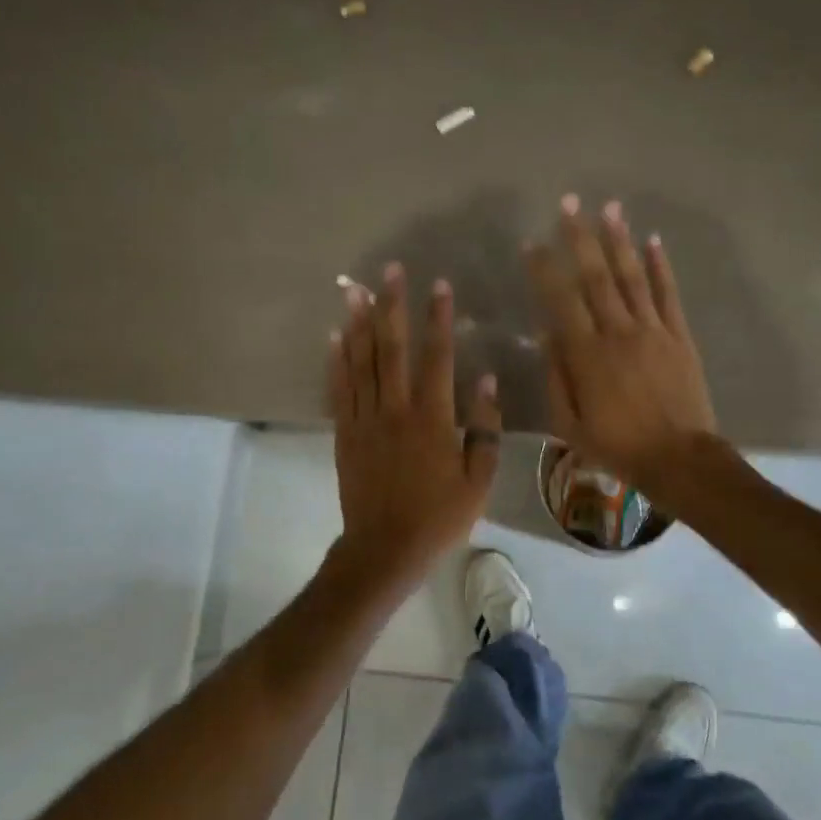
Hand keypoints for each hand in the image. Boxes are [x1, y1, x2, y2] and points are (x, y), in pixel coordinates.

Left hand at [329, 262, 501, 592]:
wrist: (385, 548)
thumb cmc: (439, 517)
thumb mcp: (478, 480)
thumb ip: (485, 429)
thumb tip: (486, 380)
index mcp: (433, 419)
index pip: (437, 357)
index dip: (438, 319)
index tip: (439, 285)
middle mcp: (396, 410)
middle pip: (392, 348)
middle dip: (392, 306)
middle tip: (389, 270)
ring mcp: (366, 420)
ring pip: (361, 362)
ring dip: (359, 323)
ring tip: (354, 290)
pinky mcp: (345, 433)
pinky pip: (339, 389)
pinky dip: (336, 360)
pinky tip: (334, 336)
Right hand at [525, 196, 719, 496]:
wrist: (679, 458)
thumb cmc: (618, 446)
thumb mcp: (570, 424)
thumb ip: (557, 378)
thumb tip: (548, 336)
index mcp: (587, 355)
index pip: (561, 301)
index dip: (545, 270)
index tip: (532, 243)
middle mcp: (619, 332)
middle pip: (596, 276)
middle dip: (580, 238)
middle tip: (569, 203)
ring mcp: (653, 331)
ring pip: (632, 277)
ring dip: (619, 240)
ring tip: (608, 208)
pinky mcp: (679, 336)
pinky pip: (668, 294)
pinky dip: (660, 266)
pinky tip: (652, 241)